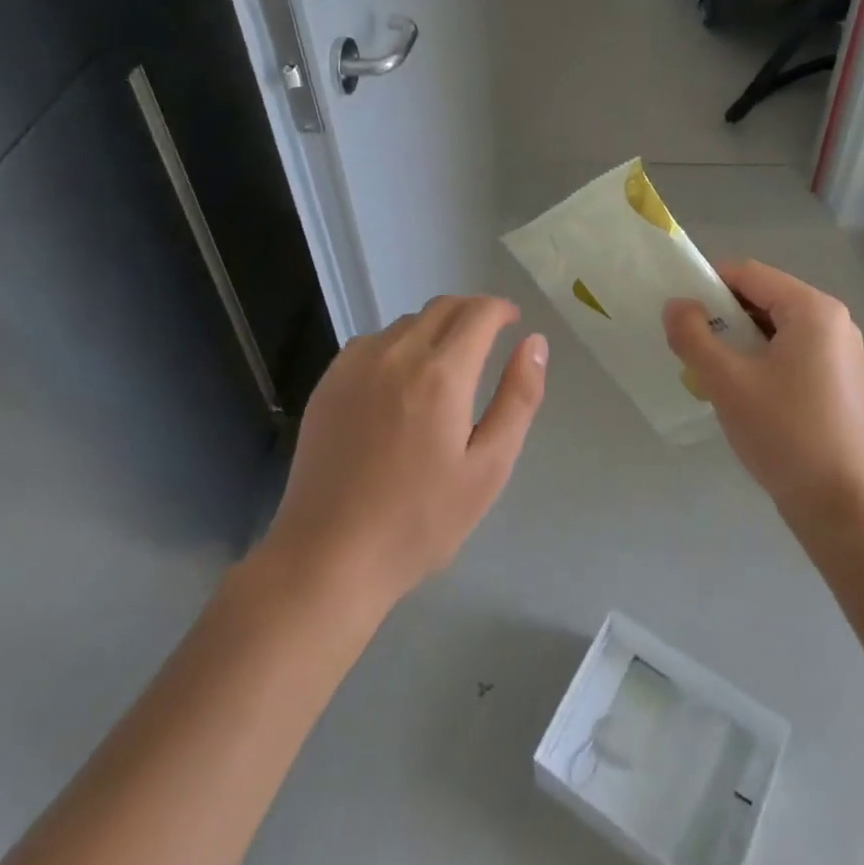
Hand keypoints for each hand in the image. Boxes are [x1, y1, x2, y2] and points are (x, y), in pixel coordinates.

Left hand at [263, 296, 545, 606]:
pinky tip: (399, 383)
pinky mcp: (329, 381)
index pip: (478, 312)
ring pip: (408, 323)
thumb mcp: (488, 468)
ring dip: (435, 328)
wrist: (328, 557)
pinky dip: (398, 345)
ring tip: (445, 365)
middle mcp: (398, 354)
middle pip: (443, 307)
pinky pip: (373, 341)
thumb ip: (518, 398)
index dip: (501, 309)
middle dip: (472, 312)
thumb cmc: (420, 520)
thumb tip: (535, 342)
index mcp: (442, 374)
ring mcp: (356, 364)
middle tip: (487, 339)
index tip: (512, 322)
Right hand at [664, 260, 863, 526]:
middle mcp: (834, 320)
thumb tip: (675, 305)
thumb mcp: (726, 381)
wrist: (842, 508)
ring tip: (714, 372)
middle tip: (693, 347)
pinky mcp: (842, 380)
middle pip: (764, 297)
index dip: (708, 286)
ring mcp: (843, 351)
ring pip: (776, 327)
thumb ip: (693, 336)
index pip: (748, 274)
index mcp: (812, 309)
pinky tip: (745, 392)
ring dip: (740, 340)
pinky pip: (793, 351)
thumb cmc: (784, 434)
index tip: (679, 315)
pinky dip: (763, 358)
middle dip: (723, 316)